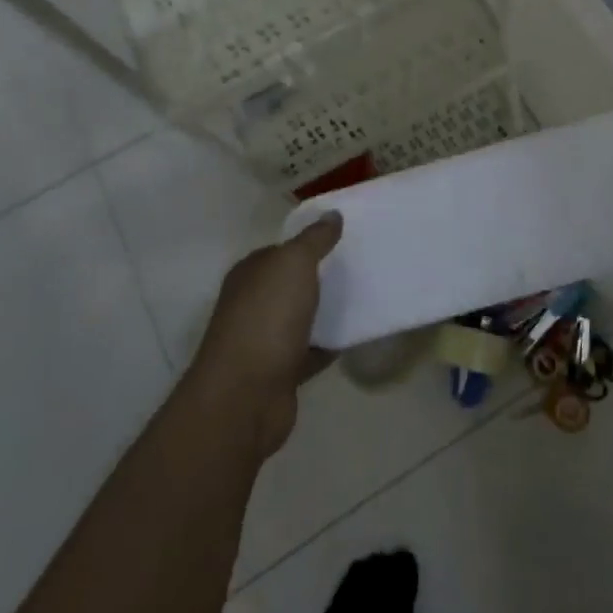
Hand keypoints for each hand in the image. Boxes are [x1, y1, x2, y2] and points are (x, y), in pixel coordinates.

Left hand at [190, 212, 340, 458]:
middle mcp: (252, 304)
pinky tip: (357, 335)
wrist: (245, 397)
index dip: (309, 243)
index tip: (345, 239)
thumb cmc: (266, 319)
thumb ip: (314, 239)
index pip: (281, 250)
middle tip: (362, 266)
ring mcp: (264, 340)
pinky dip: (330, 344)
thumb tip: (332, 214)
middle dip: (322, 276)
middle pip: (292, 284)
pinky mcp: (280, 372)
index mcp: (250, 274)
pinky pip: (312, 350)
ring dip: (327, 311)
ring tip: (367, 296)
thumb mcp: (293, 264)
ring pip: (302, 317)